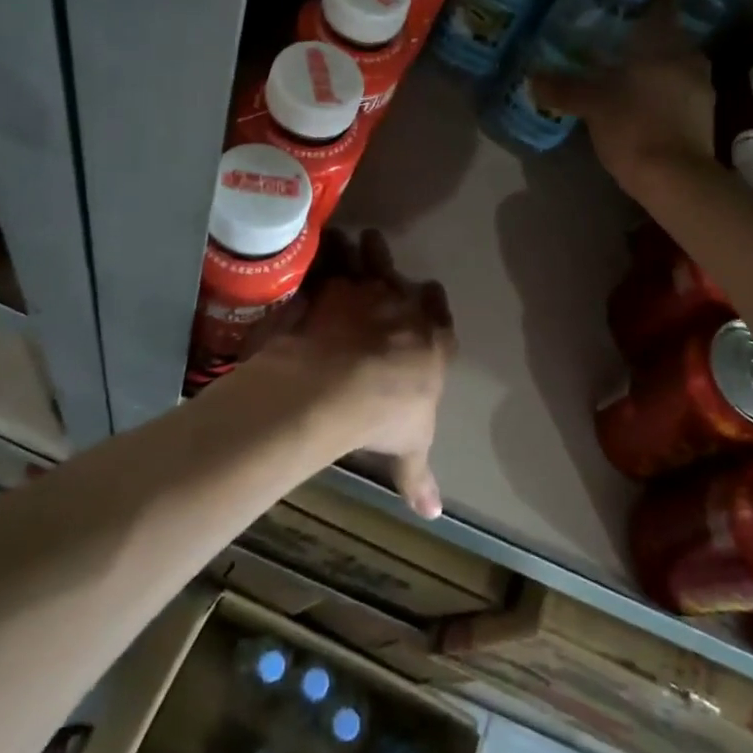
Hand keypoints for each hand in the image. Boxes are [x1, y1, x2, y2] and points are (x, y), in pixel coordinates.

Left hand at [264, 229, 454, 518]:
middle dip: (390, 267)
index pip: (439, 313)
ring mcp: (365, 291)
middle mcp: (403, 307)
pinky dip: (321, 252)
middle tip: (380, 255)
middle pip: (400, 278)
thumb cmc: (386, 417)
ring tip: (348, 237)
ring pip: (367, 258)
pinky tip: (313, 245)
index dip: (433, 303)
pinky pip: (327, 260)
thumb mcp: (409, 449)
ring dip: (359, 249)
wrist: (341, 385)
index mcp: (432, 340)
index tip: (428, 293)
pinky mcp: (329, 285)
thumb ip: (418, 476)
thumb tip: (434, 515)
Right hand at [530, 2, 715, 192]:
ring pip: (674, 64)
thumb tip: (532, 77)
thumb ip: (563, 88)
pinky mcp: (703, 115)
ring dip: (653, 65)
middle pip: (667, 35)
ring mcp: (702, 87)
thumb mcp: (592, 105)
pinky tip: (639, 101)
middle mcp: (690, 57)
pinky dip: (660, 89)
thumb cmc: (634, 127)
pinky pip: (679, 89)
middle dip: (642, 36)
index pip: (660, 4)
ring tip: (622, 72)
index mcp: (666, 43)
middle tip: (612, 38)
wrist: (676, 179)